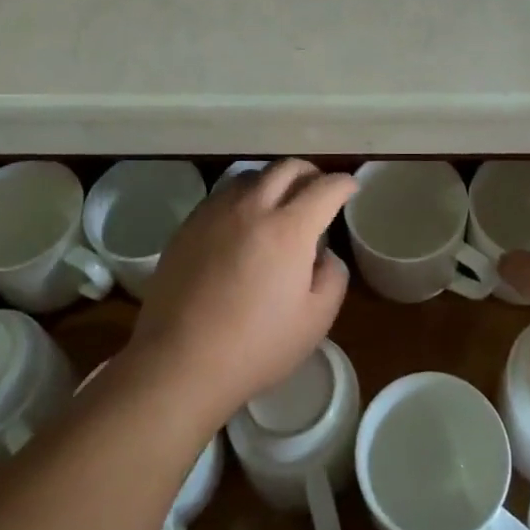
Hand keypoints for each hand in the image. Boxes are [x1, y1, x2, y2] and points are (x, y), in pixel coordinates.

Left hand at [128, 159, 352, 428]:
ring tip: (279, 202)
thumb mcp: (315, 321)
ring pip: (253, 175)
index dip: (344, 184)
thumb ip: (332, 277)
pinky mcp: (189, 225)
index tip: (350, 188)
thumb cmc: (255, 346)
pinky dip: (243, 197)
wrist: (179, 361)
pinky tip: (242, 221)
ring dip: (275, 181)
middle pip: (288, 168)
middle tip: (318, 189)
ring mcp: (217, 212)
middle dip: (311, 172)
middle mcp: (253, 207)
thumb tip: (324, 254)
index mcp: (290, 228)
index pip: (325, 188)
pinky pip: (224, 194)